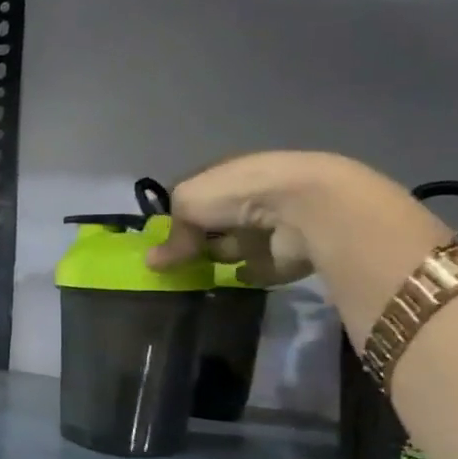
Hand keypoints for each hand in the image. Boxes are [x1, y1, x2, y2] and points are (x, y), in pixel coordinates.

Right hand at [142, 150, 355, 283]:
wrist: (304, 209)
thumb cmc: (238, 194)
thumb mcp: (188, 203)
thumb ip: (172, 233)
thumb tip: (153, 261)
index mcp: (228, 175)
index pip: (197, 195)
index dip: (178, 215)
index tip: (161, 239)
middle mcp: (250, 197)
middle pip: (215, 223)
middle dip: (197, 240)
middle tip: (175, 263)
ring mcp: (271, 226)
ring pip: (236, 246)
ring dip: (220, 258)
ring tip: (195, 278)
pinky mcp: (288, 255)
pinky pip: (260, 269)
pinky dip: (247, 276)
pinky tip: (230, 282)